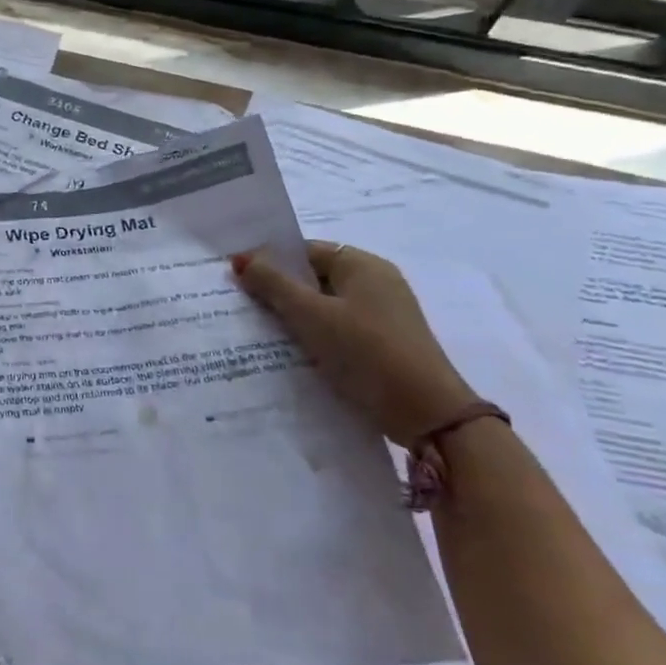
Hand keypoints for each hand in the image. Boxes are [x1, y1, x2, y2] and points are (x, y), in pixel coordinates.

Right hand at [230, 241, 478, 446]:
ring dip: (294, 316)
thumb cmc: (366, 352)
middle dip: (278, 290)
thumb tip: (240, 258)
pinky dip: (314, 335)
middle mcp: (376, 283)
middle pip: (314, 277)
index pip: (305, 251)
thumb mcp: (310, 315)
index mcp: (363, 265)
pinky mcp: (383, 344)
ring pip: (324, 306)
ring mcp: (383, 315)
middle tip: (241, 304)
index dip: (270, 260)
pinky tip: (290, 352)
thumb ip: (273, 284)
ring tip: (258, 330)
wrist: (427, 413)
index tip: (237, 278)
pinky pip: (337, 328)